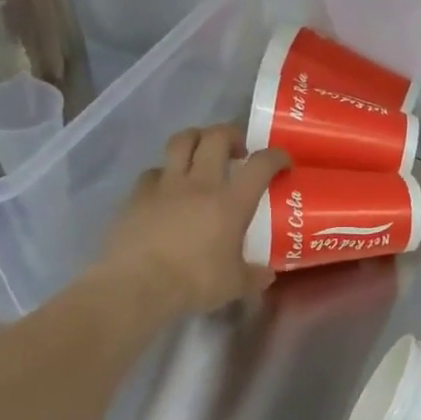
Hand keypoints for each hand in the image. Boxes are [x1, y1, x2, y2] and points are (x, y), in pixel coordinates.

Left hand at [99, 125, 286, 317]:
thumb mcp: (234, 285)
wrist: (137, 285)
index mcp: (231, 201)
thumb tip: (267, 274)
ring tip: (201, 152)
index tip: (283, 162)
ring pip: (181, 141)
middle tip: (238, 150)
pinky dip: (164, 173)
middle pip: (216, 137)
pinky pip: (153, 171)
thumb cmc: (194, 283)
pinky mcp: (137, 194)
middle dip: (231, 135)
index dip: (276, 156)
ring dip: (196, 139)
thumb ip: (254, 276)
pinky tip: (166, 188)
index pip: (260, 164)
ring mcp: (165, 185)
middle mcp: (200, 183)